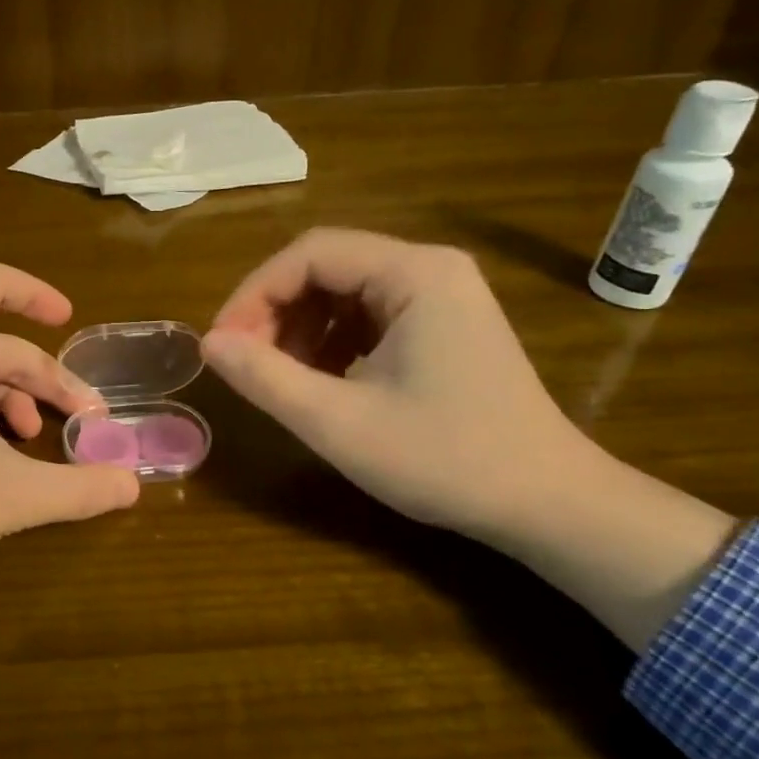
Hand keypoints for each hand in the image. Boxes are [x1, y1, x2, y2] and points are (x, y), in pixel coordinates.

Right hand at [202, 228, 584, 539]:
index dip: (254, 293)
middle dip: (275, 311)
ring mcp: (442, 298)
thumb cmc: (446, 460)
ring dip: (300, 329)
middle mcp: (430, 270)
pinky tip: (319, 382)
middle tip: (243, 362)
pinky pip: (369, 317)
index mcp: (415, 274)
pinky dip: (331, 342)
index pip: (310, 253)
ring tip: (277, 376)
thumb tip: (209, 344)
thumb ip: (266, 378)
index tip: (222, 344)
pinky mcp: (444, 327)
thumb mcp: (339, 422)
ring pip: (344, 293)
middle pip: (327, 267)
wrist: (549, 504)